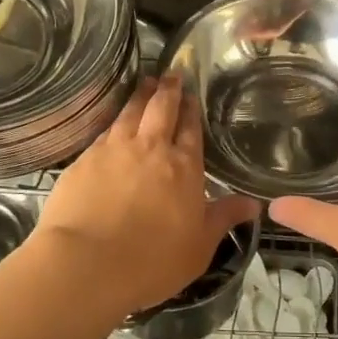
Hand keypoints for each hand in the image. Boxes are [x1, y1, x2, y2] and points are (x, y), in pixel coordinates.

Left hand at [34, 75, 260, 315]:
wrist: (86, 263)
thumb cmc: (152, 260)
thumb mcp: (199, 246)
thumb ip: (223, 218)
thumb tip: (254, 203)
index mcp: (183, 167)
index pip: (191, 130)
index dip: (192, 110)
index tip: (191, 93)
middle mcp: (150, 149)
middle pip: (161, 110)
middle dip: (168, 90)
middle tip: (170, 75)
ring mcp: (114, 150)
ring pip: (130, 113)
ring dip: (140, 96)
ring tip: (145, 82)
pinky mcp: (84, 160)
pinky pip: (104, 131)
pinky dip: (114, 120)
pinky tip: (114, 121)